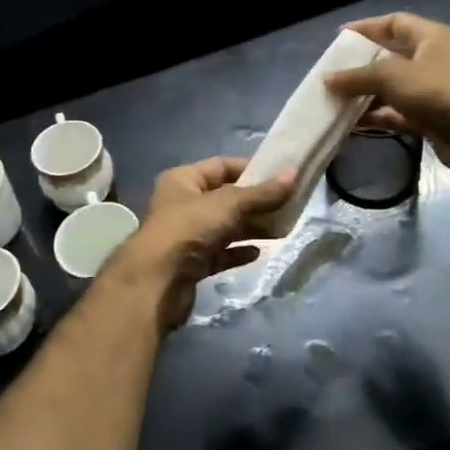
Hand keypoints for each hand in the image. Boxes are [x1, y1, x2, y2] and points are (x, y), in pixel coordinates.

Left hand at [106, 157, 293, 331]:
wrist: (157, 283)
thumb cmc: (188, 229)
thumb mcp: (227, 204)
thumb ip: (261, 193)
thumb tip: (292, 175)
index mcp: (183, 180)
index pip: (221, 166)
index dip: (250, 169)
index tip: (280, 176)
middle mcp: (183, 204)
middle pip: (226, 198)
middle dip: (256, 201)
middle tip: (289, 205)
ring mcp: (187, 235)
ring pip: (225, 226)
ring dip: (251, 227)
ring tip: (282, 229)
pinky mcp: (193, 263)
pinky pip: (221, 252)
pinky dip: (239, 251)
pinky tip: (260, 252)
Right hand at [323, 13, 449, 170]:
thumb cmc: (434, 89)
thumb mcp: (391, 76)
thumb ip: (356, 76)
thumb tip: (326, 79)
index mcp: (429, 37)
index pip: (393, 22)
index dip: (366, 27)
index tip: (339, 37)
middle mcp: (431, 59)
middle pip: (389, 56)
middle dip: (361, 65)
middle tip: (334, 71)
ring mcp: (431, 89)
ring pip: (391, 87)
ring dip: (365, 93)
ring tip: (336, 99)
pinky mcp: (429, 115)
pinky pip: (396, 111)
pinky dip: (376, 115)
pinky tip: (351, 122)